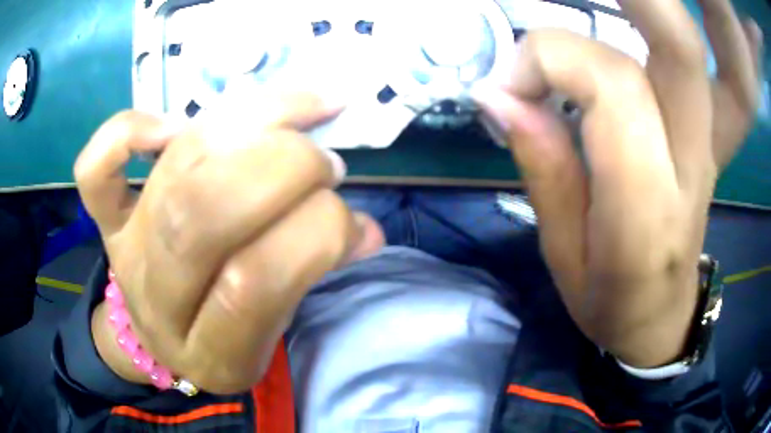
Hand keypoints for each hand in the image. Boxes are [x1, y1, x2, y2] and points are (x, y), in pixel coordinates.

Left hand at [75, 93, 383, 393]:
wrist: (155, 340)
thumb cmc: (221, 334)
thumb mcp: (272, 331)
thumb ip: (313, 275)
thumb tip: (364, 230)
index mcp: (211, 351)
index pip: (255, 283)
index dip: (315, 233)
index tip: (349, 214)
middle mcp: (158, 299)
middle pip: (202, 214)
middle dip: (280, 168)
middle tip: (324, 162)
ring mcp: (124, 251)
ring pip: (174, 169)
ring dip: (247, 124)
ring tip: (296, 114)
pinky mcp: (105, 220)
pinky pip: (95, 170)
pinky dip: (128, 130)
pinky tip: (173, 123)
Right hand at [473, 0, 761, 366]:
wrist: (663, 319)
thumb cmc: (611, 304)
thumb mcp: (562, 256)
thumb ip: (543, 168)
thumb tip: (500, 94)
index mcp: (649, 210)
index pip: (614, 87)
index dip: (550, 59)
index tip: (508, 83)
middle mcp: (690, 159)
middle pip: (678, 45)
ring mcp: (704, 140)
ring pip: (683, 44)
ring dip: (640, 5)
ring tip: (589, 5)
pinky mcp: (702, 131)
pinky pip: (680, 58)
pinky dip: (646, 25)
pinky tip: (611, 26)